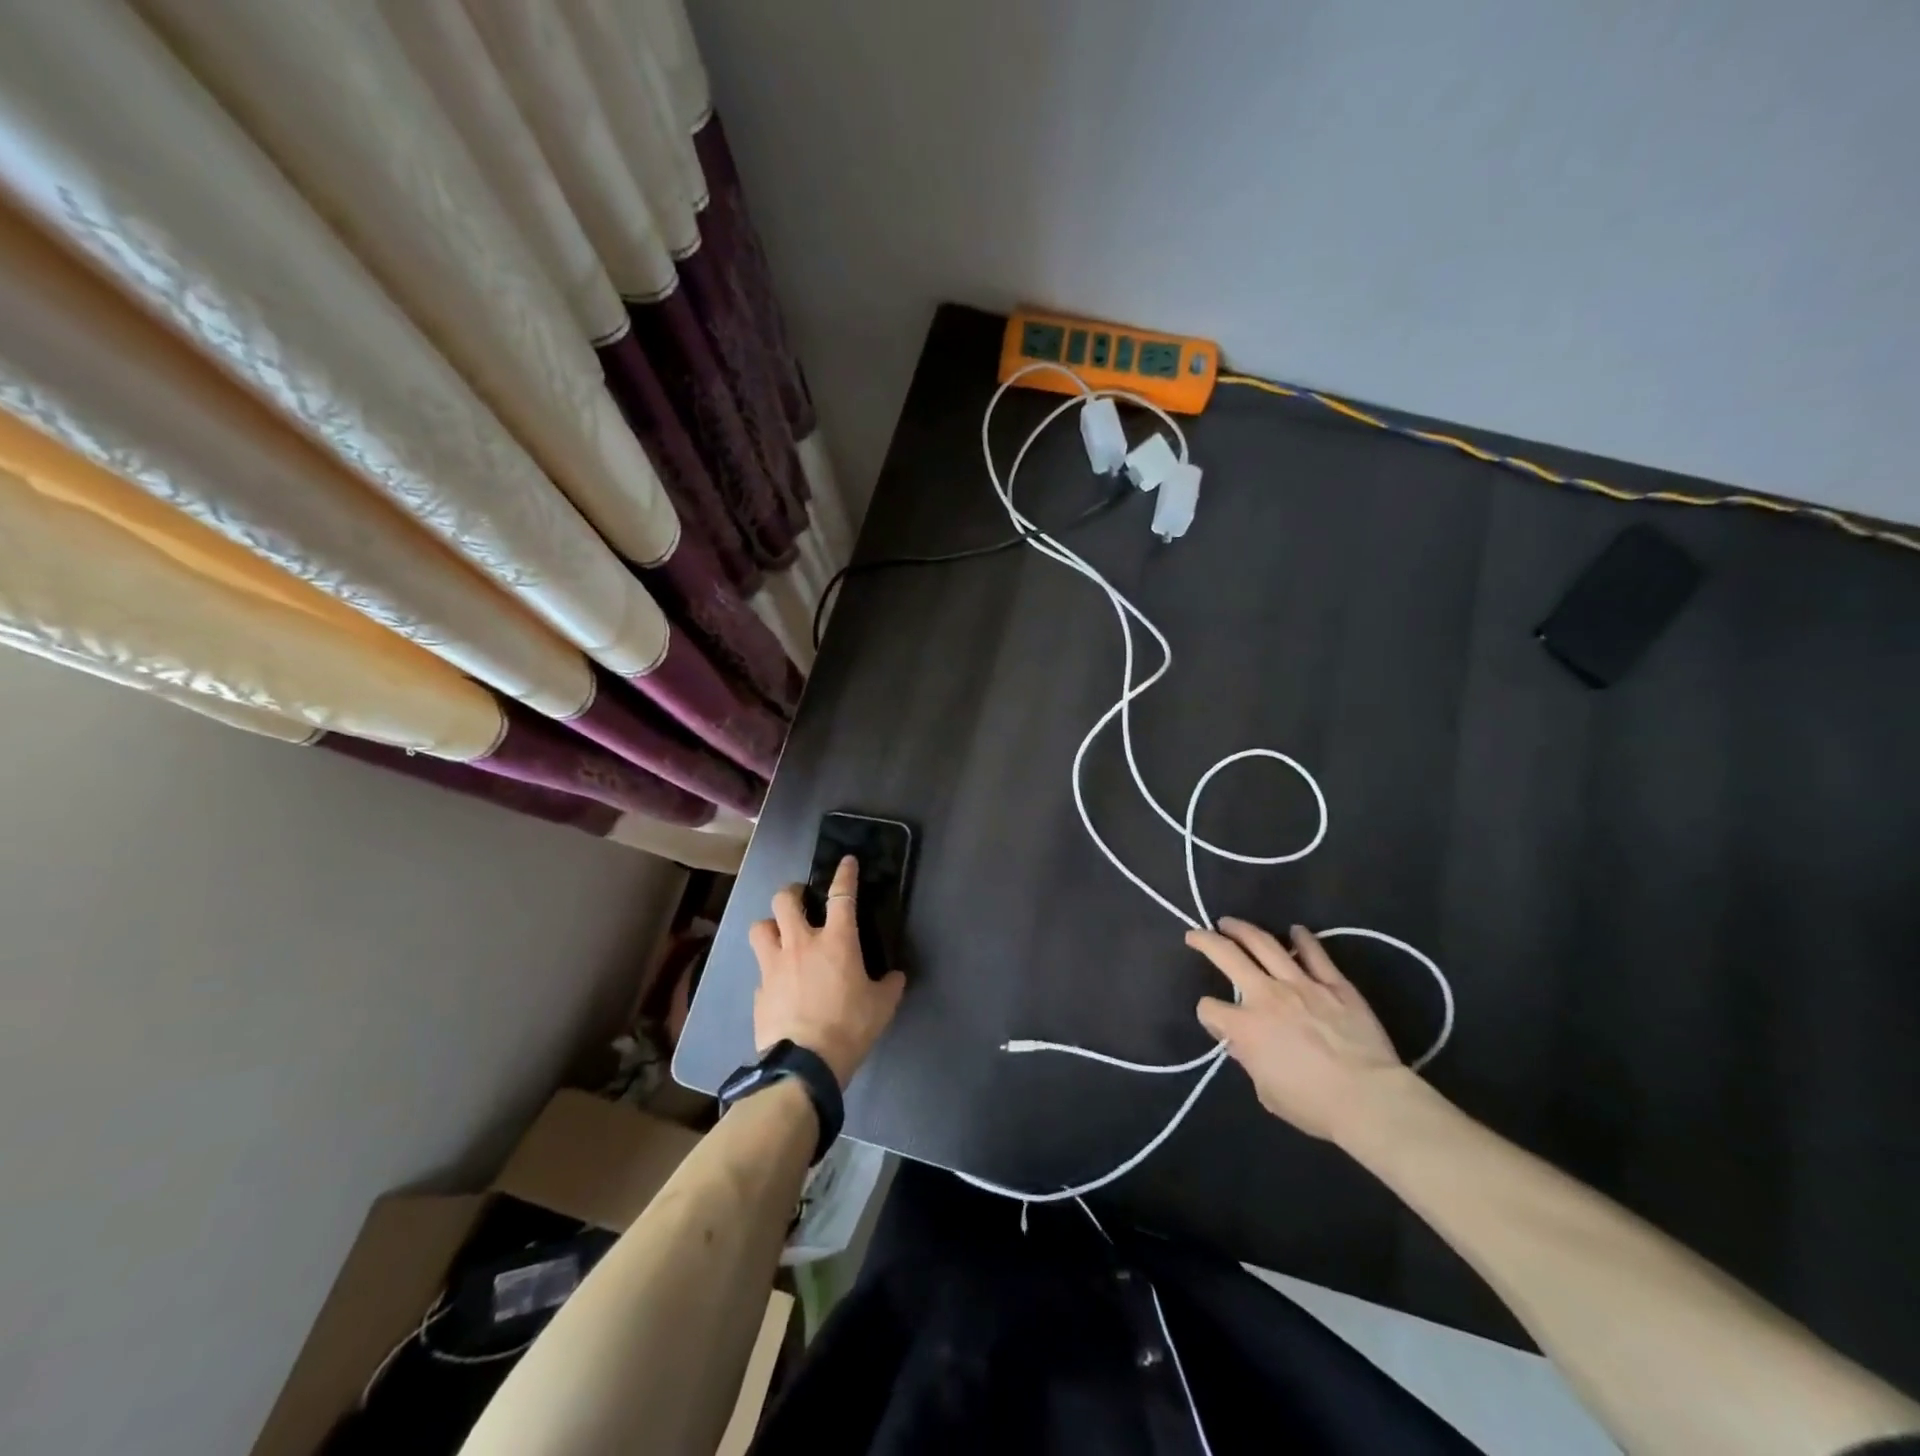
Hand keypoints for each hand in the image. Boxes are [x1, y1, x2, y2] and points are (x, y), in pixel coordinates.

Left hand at [748, 856, 906, 1087]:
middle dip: (792, 893)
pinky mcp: (759, 990)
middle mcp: (801, 943)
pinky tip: (779, 984)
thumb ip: (889, 985)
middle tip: (802, 902)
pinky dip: (770, 971)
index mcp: (836, 940)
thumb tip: (894, 977)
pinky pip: (761, 970)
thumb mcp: (882, 1006)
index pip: (842, 894)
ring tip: (780, 936)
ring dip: (770, 926)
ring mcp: (774, 965)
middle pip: (785, 899)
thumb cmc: (849, 1028)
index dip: (844, 874)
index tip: (846, 861)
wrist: (803, 1065)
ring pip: (760, 927)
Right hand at [1189, 918, 1411, 1142]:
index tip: (1215, 1020)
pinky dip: (1303, 939)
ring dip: (1243, 929)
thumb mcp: (1267, 1092)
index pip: (1210, 1009)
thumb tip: (1244, 1044)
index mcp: (1245, 1027)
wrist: (1370, 1099)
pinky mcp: (1334, 984)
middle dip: (1206, 941)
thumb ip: (1250, 1061)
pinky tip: (1295, 931)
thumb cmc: (1314, 1105)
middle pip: (1227, 956)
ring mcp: (1301, 984)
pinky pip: (1315, 954)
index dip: (1209, 1014)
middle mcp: (1266, 995)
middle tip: (1196, 934)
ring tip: (1229, 922)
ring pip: (1265, 944)